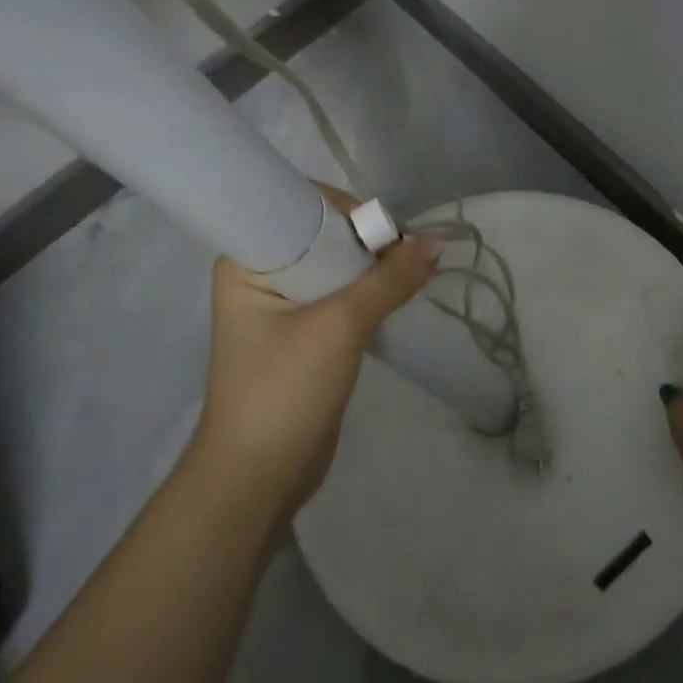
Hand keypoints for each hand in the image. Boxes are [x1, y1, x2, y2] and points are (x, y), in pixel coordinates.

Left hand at [190, 188, 439, 527]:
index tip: (385, 231)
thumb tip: (435, 244)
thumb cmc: (283, 390)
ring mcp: (284, 304)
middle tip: (407, 256)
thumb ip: (388, 281)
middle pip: (324, 234)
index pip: (298, 205)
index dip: (345, 209)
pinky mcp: (306, 331)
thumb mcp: (339, 327)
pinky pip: (343, 294)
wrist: (259, 477)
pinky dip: (372, 292)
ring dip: (374, 268)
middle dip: (367, 240)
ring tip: (412, 274)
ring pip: (338, 266)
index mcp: (248, 259)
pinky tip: (402, 294)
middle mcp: (263, 273)